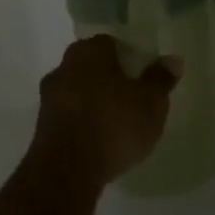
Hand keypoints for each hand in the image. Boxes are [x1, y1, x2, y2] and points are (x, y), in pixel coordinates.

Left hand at [31, 35, 178, 187]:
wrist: (66, 171)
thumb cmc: (113, 125)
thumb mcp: (150, 103)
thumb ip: (160, 79)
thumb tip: (173, 59)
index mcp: (89, 51)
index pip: (111, 43)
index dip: (130, 57)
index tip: (143, 75)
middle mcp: (63, 66)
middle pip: (92, 66)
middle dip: (111, 79)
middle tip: (134, 98)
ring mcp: (48, 97)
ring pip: (79, 91)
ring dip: (95, 102)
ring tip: (118, 123)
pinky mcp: (42, 126)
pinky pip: (70, 115)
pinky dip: (83, 122)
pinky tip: (99, 140)